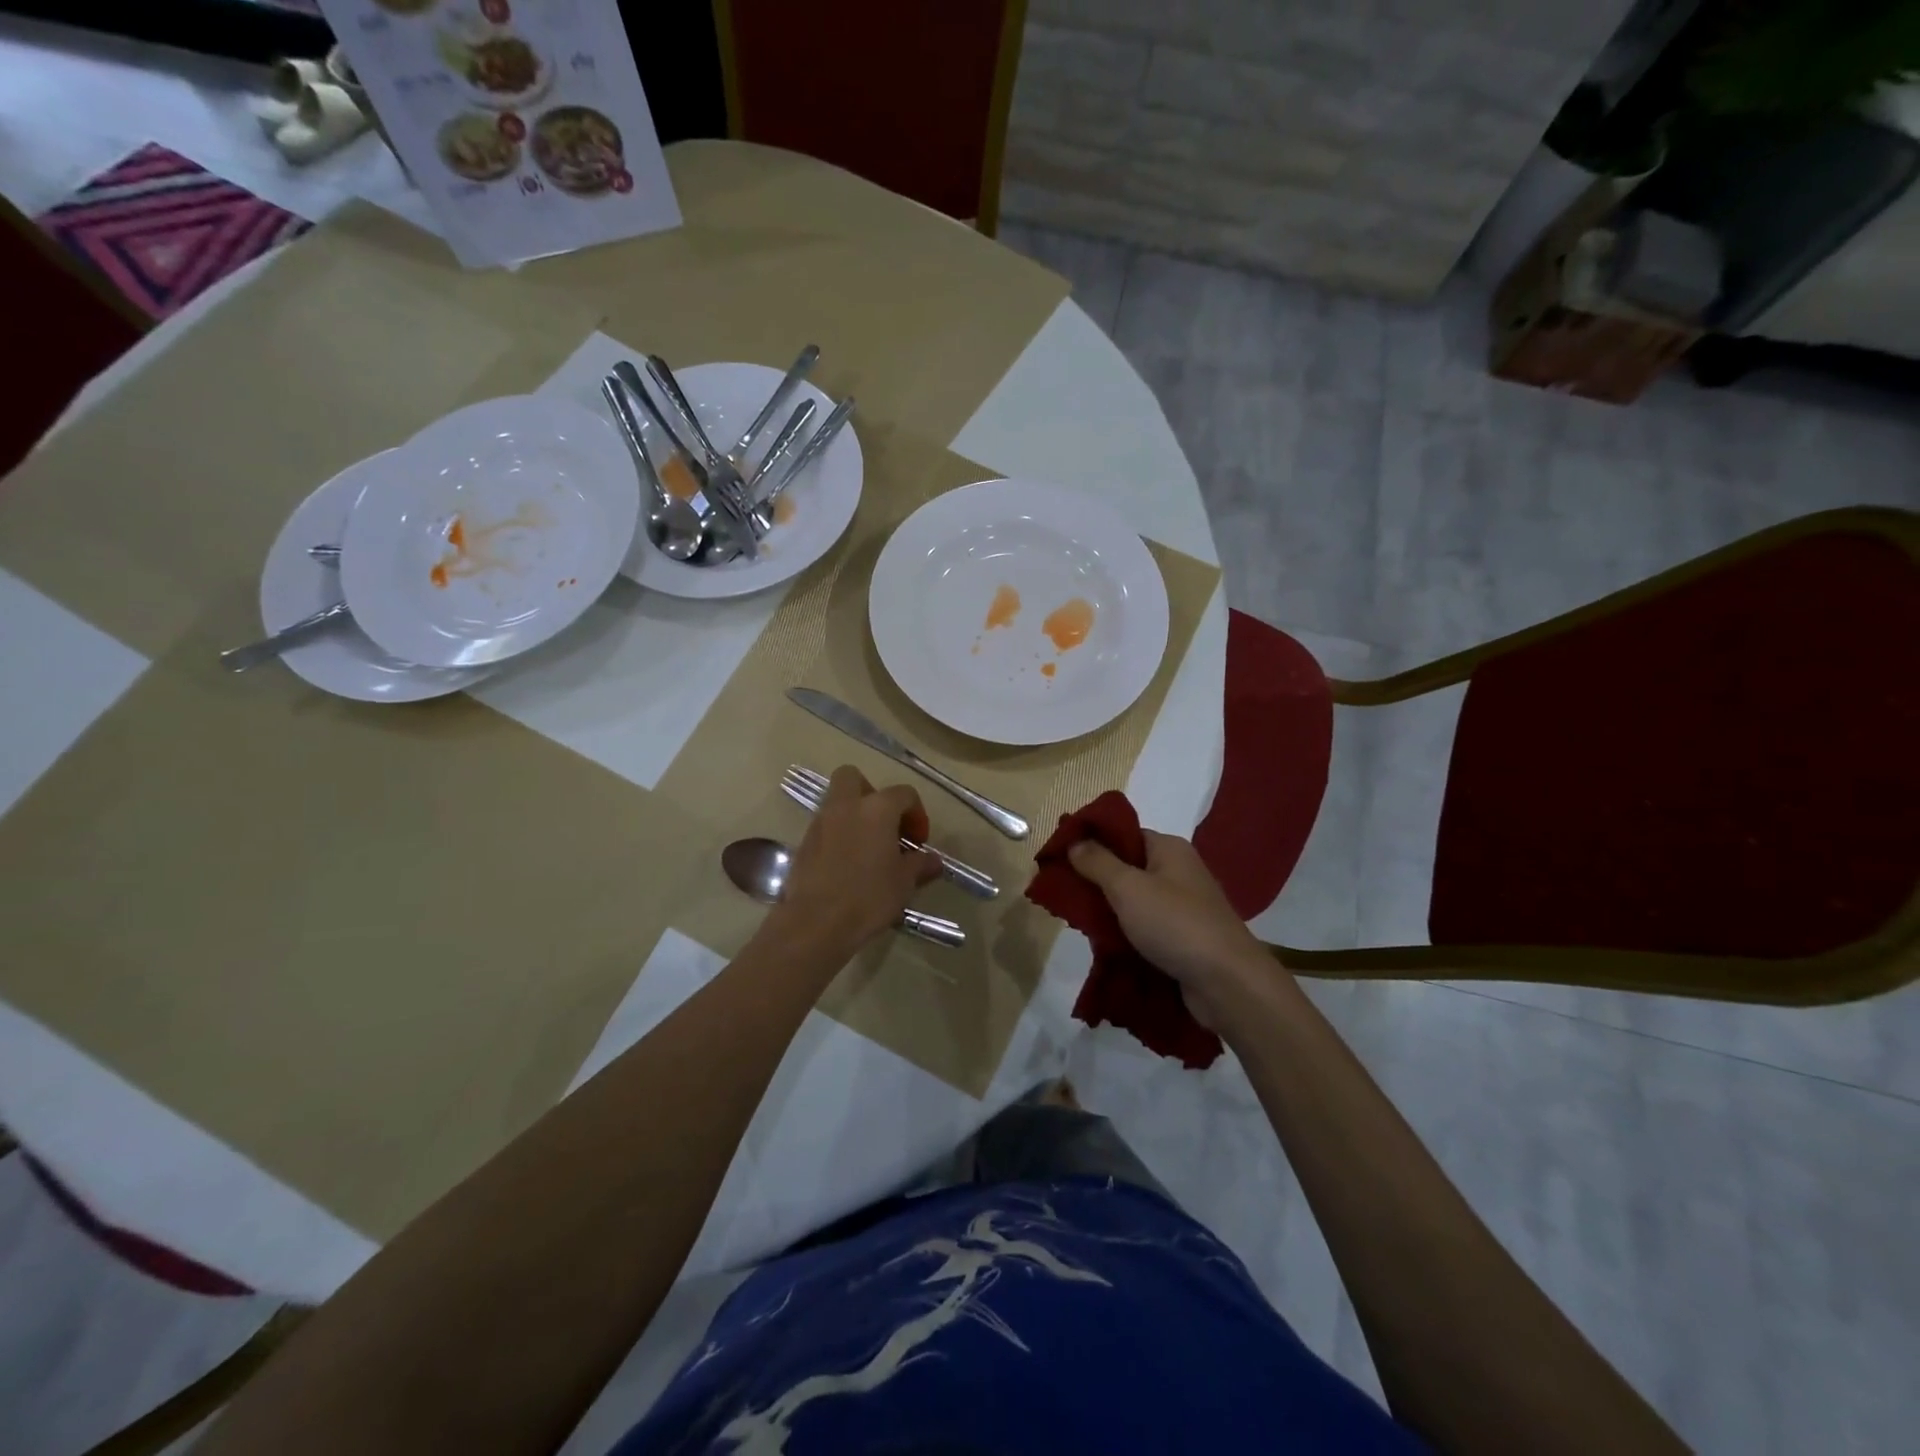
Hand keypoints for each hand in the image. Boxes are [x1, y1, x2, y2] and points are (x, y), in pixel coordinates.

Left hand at [770, 766, 940, 959]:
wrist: (816, 922)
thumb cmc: (868, 896)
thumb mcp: (904, 882)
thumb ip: (920, 864)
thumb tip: (933, 860)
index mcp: (876, 809)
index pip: (904, 794)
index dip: (916, 814)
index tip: (918, 842)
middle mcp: (845, 806)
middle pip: (854, 777)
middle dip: (871, 794)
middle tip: (885, 824)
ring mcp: (820, 823)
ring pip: (837, 802)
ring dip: (854, 816)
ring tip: (868, 849)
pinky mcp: (804, 843)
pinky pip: (825, 827)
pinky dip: (838, 836)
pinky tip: (848, 865)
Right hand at [1068, 831, 1276, 1030]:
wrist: (1227, 983)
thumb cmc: (1175, 924)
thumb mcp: (1128, 888)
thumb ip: (1098, 863)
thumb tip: (1075, 840)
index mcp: (1169, 849)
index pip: (1124, 834)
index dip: (1092, 841)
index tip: (1060, 855)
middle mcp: (1178, 872)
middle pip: (1127, 868)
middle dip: (1096, 880)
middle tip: (1063, 893)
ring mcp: (1183, 907)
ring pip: (1134, 901)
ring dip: (1108, 911)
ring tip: (1077, 921)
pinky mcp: (1183, 939)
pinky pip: (1145, 928)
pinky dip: (1125, 933)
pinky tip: (1102, 944)